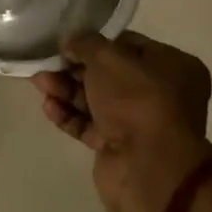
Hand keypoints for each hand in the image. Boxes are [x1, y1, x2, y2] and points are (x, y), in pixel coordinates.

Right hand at [32, 31, 211, 211]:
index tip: (67, 43)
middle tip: (45, 64)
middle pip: (107, 74)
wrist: (148, 169)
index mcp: (171, 66)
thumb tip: (70, 43)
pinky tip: (49, 108)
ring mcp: (138, 122)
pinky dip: (68, 115)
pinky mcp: (118, 147)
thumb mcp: (108, 57)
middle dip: (73, 68)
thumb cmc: (137, 100)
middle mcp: (159, 93)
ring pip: (95, 99)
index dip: (95, 43)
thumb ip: (85, 43)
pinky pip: (89, 125)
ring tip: (40, 84)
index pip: (127, 45)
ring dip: (66, 90)